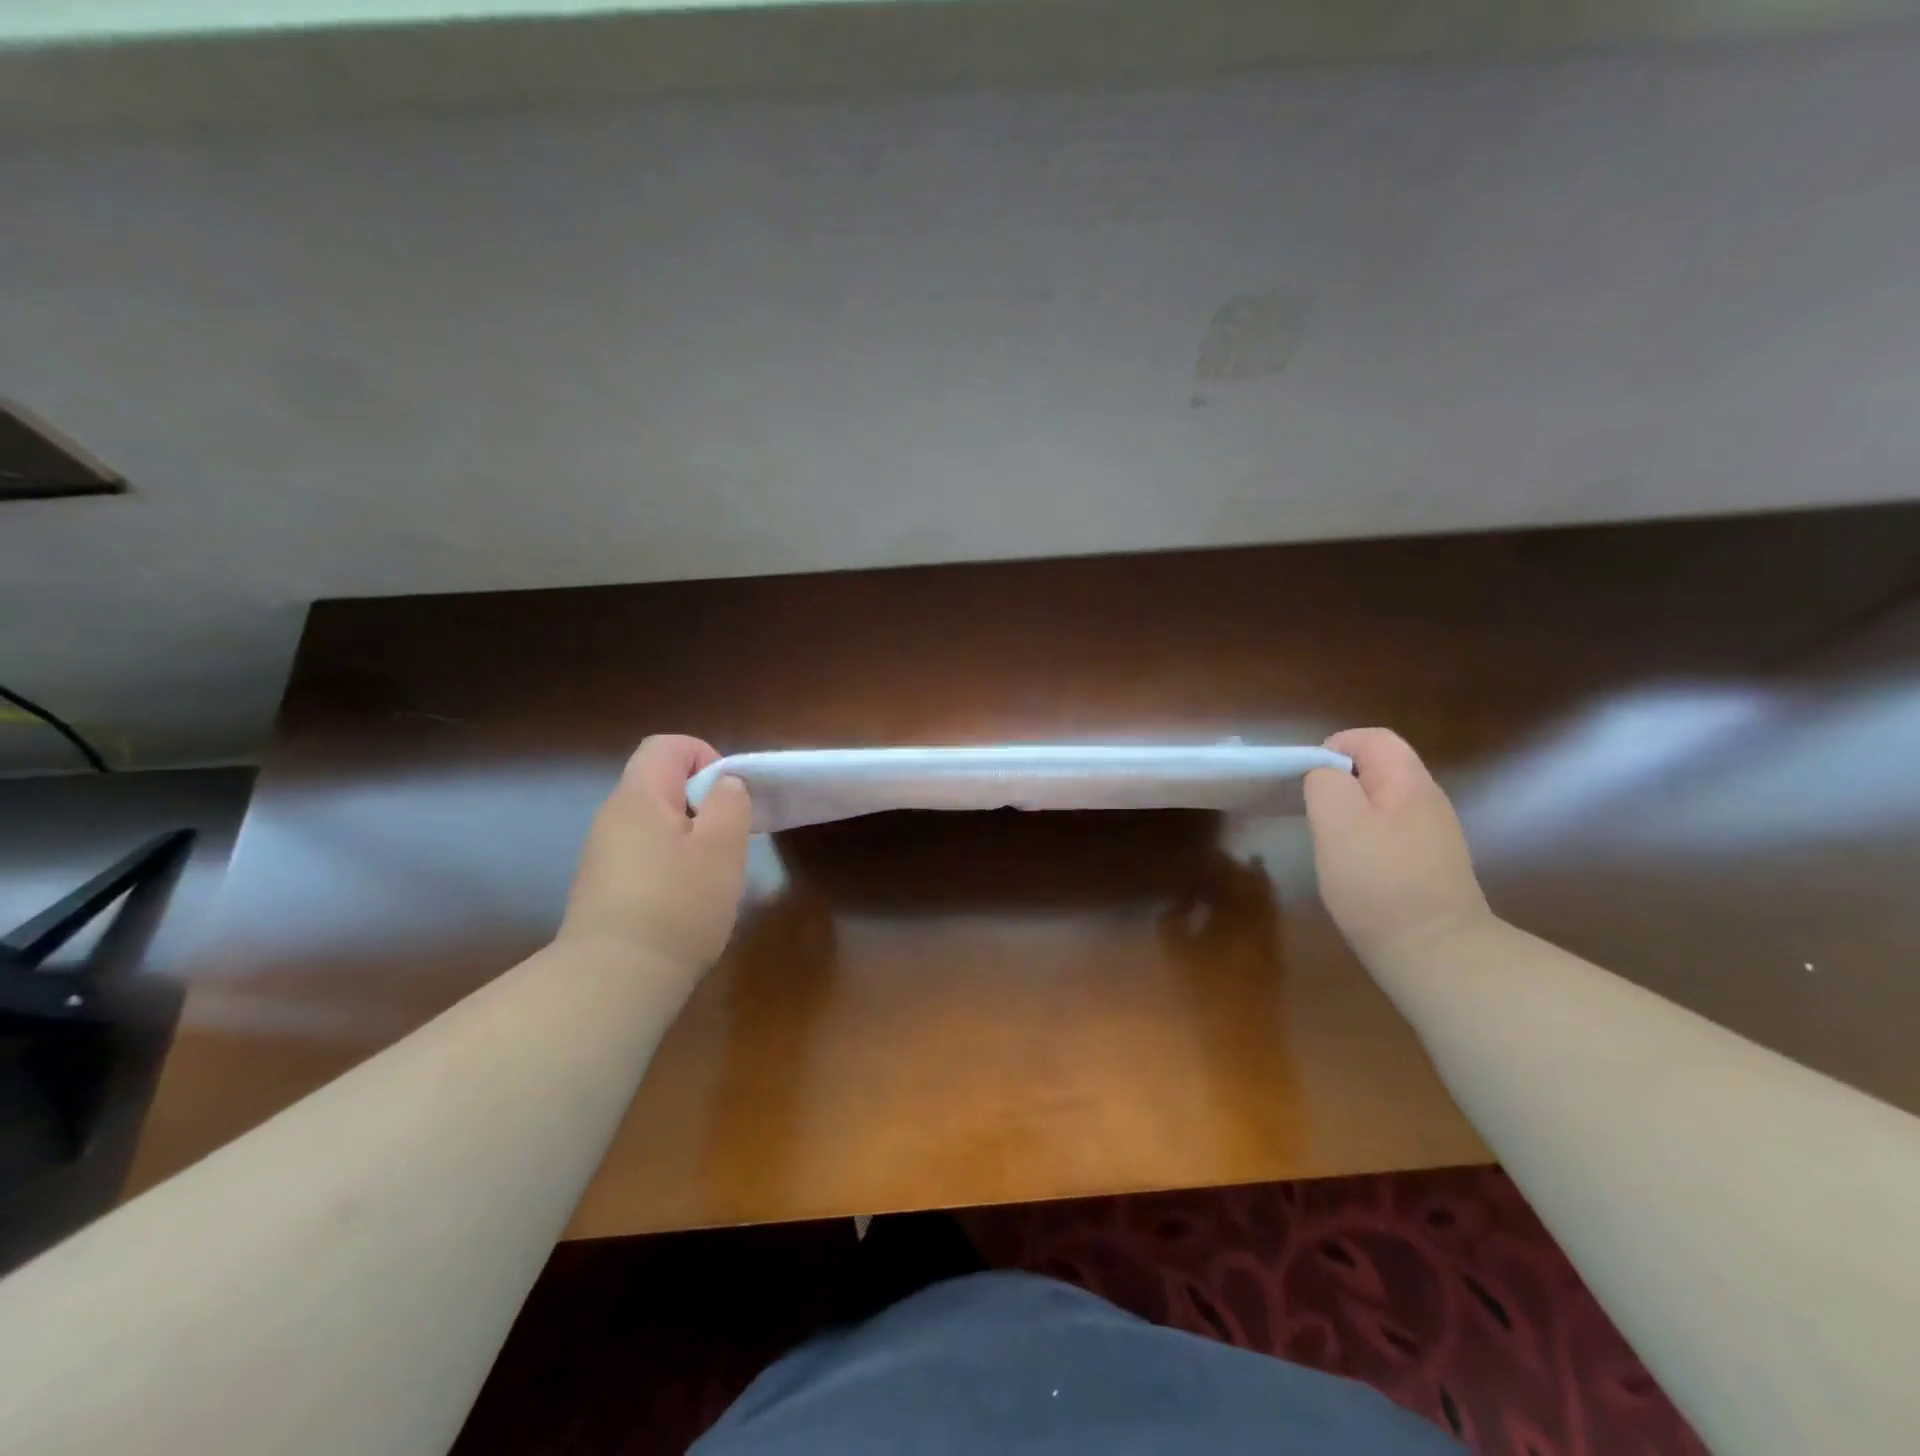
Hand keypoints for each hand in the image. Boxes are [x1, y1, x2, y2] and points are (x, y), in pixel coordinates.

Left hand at [559, 735, 751, 977]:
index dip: (705, 757)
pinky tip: (685, 902)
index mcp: (639, 797)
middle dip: (702, 802)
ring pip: (654, 823)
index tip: (729, 797)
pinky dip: (670, 865)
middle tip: (729, 839)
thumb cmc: (677, 905)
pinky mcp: (602, 889)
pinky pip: (643, 856)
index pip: (667, 746)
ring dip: (689, 837)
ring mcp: (602, 855)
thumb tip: (725, 785)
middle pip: (660, 784)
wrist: (613, 982)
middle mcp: (612, 817)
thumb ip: (730, 802)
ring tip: (711, 874)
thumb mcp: (722, 847)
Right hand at [1304, 728, 1493, 966]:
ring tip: (1328, 843)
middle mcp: (1428, 802)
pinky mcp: (1430, 867)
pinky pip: (1390, 834)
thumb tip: (1324, 774)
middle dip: (1339, 782)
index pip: (1373, 738)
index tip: (1307, 781)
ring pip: (1382, 803)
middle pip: (1379, 769)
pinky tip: (1354, 870)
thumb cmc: (1379, 882)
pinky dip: (1365, 841)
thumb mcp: (1337, 822)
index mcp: (1409, 783)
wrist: (1437, 954)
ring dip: (1350, 814)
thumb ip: (1325, 783)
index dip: (1334, 747)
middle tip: (1313, 814)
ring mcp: (1433, 836)